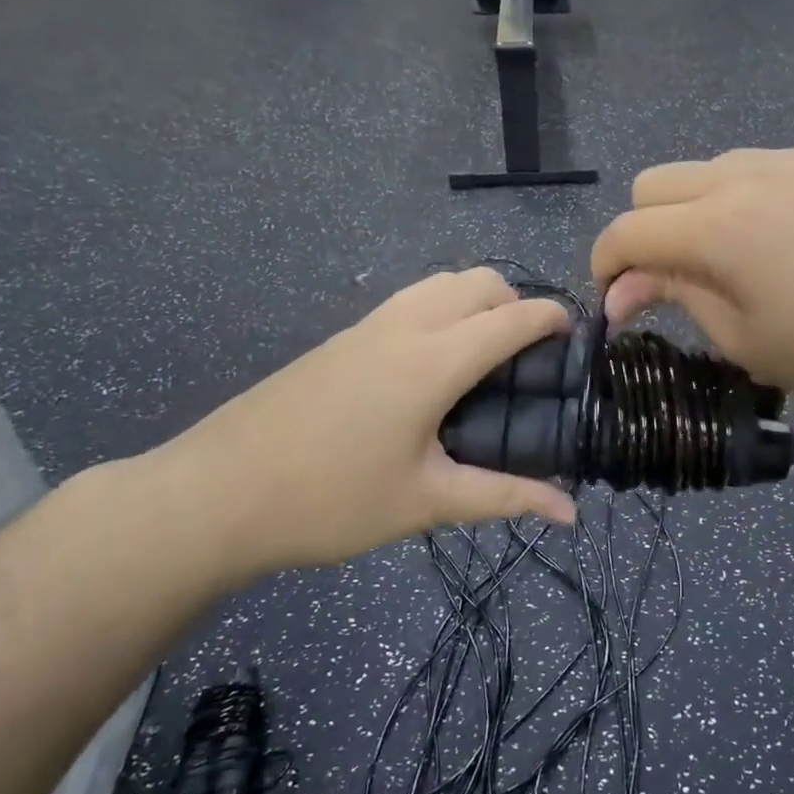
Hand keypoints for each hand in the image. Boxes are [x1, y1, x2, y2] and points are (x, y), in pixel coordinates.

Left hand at [143, 268, 576, 584]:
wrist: (216, 494)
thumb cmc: (330, 500)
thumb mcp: (426, 502)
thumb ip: (505, 497)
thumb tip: (571, 512)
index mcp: (433, 361)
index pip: (512, 318)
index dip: (552, 319)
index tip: (578, 336)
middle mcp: (404, 326)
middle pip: (478, 281)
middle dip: (516, 303)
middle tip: (529, 358)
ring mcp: (367, 326)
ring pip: (440, 283)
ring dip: (476, 301)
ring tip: (485, 357)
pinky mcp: (341, 338)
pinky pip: (409, 300)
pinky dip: (442, 310)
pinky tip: (432, 366)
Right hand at [591, 149, 793, 413]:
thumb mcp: (739, 336)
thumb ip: (673, 296)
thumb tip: (619, 289)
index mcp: (719, 228)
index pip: (628, 230)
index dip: (606, 263)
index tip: (615, 295)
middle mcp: (746, 175)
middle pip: (654, 183)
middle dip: (645, 229)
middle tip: (672, 276)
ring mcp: (792, 159)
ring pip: (706, 168)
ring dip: (694, 208)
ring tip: (733, 255)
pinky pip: (760, 165)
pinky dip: (745, 196)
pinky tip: (782, 236)